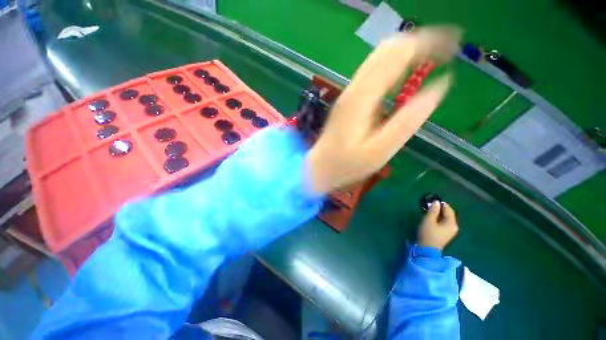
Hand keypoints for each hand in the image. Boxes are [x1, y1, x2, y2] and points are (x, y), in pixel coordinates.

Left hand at [306, 27, 460, 193]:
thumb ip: (407, 121)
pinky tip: (405, 73)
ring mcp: (349, 92)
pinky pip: (372, 71)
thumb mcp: (380, 151)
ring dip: (407, 50)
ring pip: (379, 56)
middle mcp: (354, 88)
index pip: (398, 54)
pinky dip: (393, 64)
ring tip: (431, 56)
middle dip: (420, 41)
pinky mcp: (348, 99)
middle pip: (387, 48)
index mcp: (362, 98)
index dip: (428, 43)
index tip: (454, 46)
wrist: (319, 167)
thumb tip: (439, 87)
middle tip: (446, 49)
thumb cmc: (347, 165)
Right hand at [418, 203, 458, 250]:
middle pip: (448, 214)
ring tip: (429, 211)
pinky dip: (438, 219)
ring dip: (438, 214)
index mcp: (451, 223)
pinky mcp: (445, 235)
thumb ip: (433, 210)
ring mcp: (450, 231)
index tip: (432, 200)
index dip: (441, 204)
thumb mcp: (428, 220)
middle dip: (440, 209)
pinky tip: (431, 219)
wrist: (427, 250)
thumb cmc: (428, 233)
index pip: (448, 209)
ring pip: (445, 219)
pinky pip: (444, 223)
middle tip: (430, 206)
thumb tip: (436, 202)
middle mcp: (454, 227)